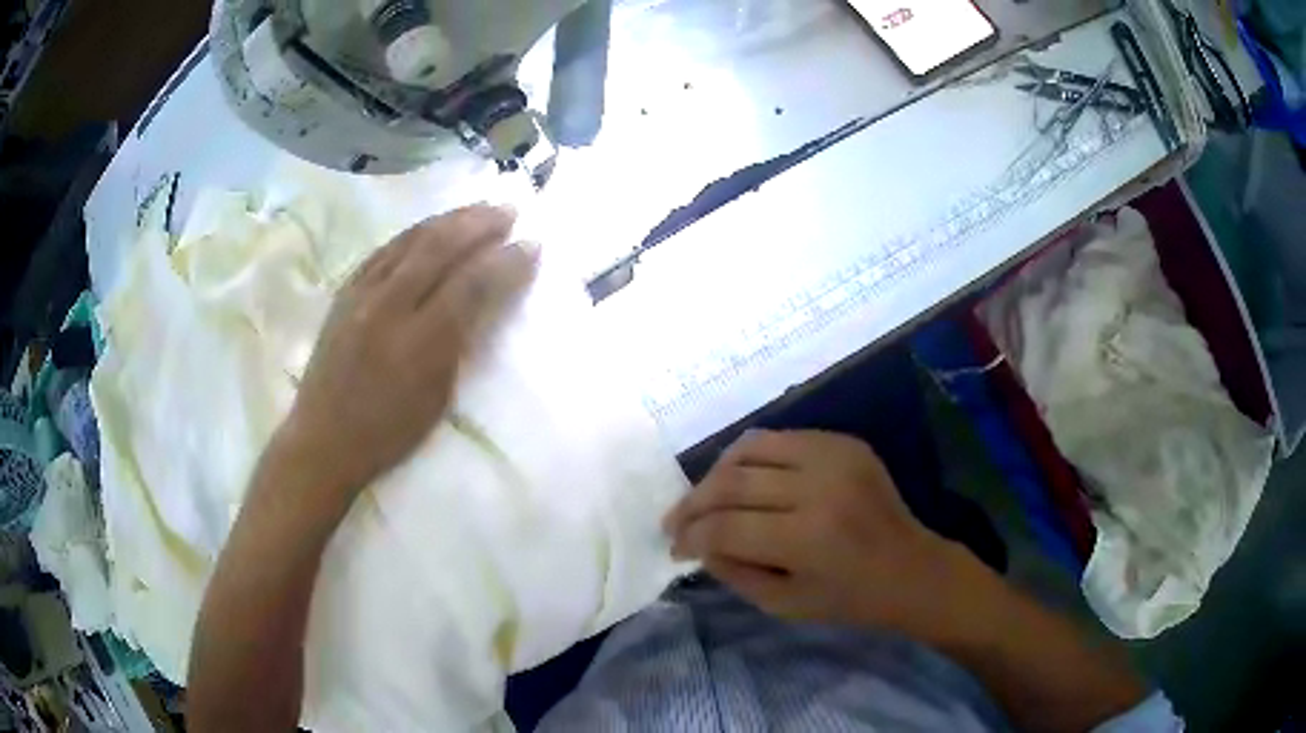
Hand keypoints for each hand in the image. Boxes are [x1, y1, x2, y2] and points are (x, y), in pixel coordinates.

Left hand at [277, 204, 538, 496]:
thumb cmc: (387, 433)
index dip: (506, 262)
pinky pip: (384, 249)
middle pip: (440, 249)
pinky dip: (414, 233)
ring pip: (411, 240)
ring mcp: (361, 294)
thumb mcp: (437, 397)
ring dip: (449, 219)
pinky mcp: (344, 291)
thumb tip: (487, 300)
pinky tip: (431, 226)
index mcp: (419, 344)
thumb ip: (461, 342)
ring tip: (478, 209)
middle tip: (509, 211)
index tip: (532, 245)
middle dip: (480, 224)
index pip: (472, 285)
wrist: (323, 439)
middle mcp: (389, 307)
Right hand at [664, 430, 976, 636]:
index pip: (726, 527)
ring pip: (750, 448)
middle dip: (693, 503)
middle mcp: (819, 487)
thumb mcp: (784, 604)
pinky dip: (751, 457)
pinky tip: (743, 478)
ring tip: (704, 496)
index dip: (691, 536)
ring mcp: (834, 456)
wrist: (911, 568)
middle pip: (731, 482)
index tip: (675, 547)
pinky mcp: (844, 442)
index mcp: (807, 538)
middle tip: (676, 521)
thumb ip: (734, 571)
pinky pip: (781, 438)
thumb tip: (698, 542)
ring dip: (716, 473)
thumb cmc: (849, 599)